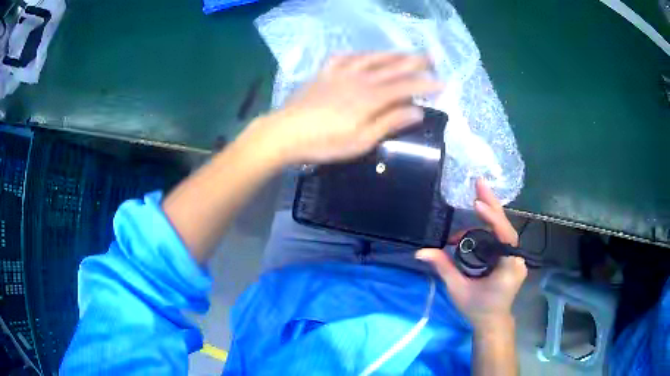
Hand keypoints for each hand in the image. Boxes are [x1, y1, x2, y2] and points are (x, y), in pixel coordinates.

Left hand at [248, 53, 442, 164]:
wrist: (285, 133)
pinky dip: (357, 54)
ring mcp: (339, 74)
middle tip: (431, 57)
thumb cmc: (324, 143)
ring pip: (371, 58)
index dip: (425, 84)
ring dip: (391, 54)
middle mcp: (359, 79)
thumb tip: (417, 111)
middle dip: (414, 62)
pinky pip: (343, 58)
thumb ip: (389, 123)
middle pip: (391, 67)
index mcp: (370, 97)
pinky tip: (361, 55)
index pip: (405, 87)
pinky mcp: (324, 74)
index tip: (442, 83)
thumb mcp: (361, 141)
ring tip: (405, 52)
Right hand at [416, 179, 526, 329]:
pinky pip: (502, 237)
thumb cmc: (477, 309)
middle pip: (506, 228)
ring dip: (488, 216)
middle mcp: (517, 259)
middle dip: (493, 205)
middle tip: (479, 183)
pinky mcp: (512, 258)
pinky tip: (477, 222)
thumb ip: (443, 268)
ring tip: (473, 202)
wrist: (492, 322)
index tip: (477, 204)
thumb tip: (420, 252)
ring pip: (504, 231)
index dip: (493, 219)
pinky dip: (489, 227)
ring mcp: (516, 258)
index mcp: (508, 268)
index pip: (505, 237)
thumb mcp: (458, 289)